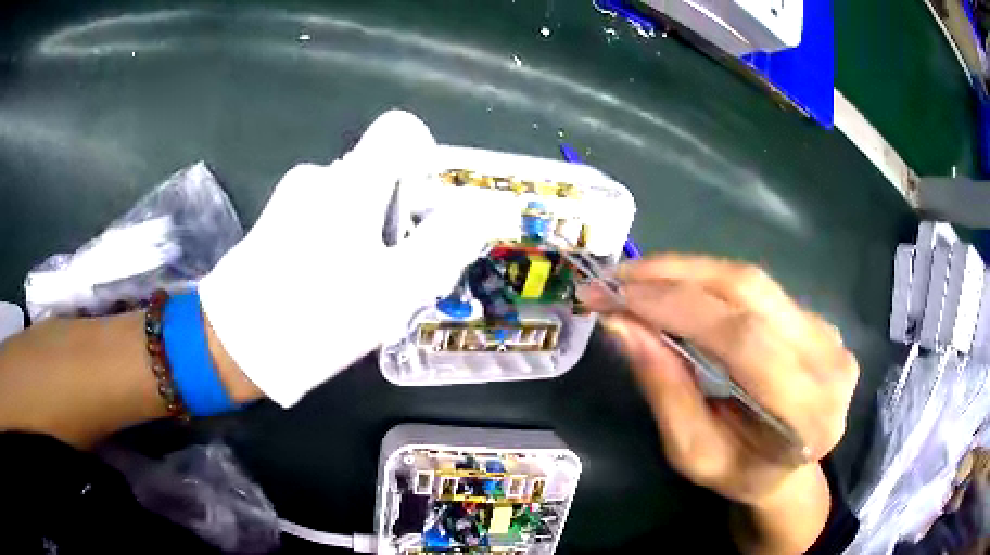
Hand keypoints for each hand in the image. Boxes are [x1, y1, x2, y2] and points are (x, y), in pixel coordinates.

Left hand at [199, 111, 514, 406]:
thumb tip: (484, 205)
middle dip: (399, 215)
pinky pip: (321, 216)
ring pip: (350, 198)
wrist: (236, 346)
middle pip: (379, 173)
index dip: (423, 158)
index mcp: (353, 181)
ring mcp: (292, 197)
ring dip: (368, 234)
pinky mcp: (275, 220)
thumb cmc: (319, 315)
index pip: (399, 130)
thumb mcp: (396, 288)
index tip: (424, 207)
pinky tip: (328, 286)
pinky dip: (337, 242)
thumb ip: (446, 240)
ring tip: (360, 289)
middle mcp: (321, 176)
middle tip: (395, 273)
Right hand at [579, 254, 858, 552]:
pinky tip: (678, 288)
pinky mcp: (818, 318)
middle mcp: (828, 361)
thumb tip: (622, 324)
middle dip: (675, 277)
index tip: (613, 296)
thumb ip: (666, 391)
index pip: (743, 339)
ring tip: (638, 278)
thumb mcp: (693, 454)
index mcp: (806, 414)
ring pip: (752, 282)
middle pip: (749, 293)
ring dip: (689, 272)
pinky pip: (758, 289)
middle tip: (616, 279)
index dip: (676, 308)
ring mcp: (829, 333)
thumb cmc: (740, 473)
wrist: (788, 469)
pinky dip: (710, 282)